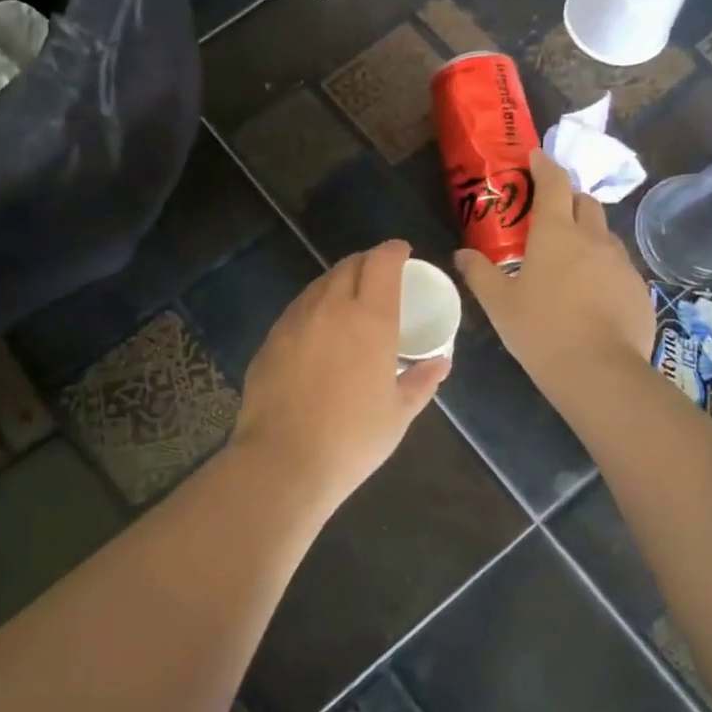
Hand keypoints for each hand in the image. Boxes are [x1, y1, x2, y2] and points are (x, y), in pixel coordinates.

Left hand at [229, 240, 449, 507]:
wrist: (284, 460)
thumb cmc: (352, 439)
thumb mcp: (398, 413)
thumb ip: (421, 381)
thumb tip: (440, 363)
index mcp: (370, 319)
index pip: (381, 263)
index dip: (393, 251)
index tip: (402, 253)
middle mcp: (330, 308)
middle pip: (349, 265)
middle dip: (367, 262)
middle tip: (380, 277)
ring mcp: (295, 321)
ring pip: (319, 284)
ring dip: (339, 282)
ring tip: (350, 300)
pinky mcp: (271, 339)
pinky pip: (298, 309)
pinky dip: (314, 307)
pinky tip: (319, 330)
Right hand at [457, 149, 654, 396]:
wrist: (599, 371)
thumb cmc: (540, 330)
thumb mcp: (499, 304)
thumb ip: (479, 274)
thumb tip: (462, 254)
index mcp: (556, 234)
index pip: (554, 184)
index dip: (545, 166)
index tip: (536, 156)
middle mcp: (593, 239)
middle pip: (585, 203)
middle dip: (568, 199)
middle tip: (550, 213)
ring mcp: (621, 263)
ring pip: (604, 234)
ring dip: (587, 234)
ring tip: (569, 259)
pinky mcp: (638, 289)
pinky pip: (618, 266)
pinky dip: (602, 267)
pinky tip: (591, 293)